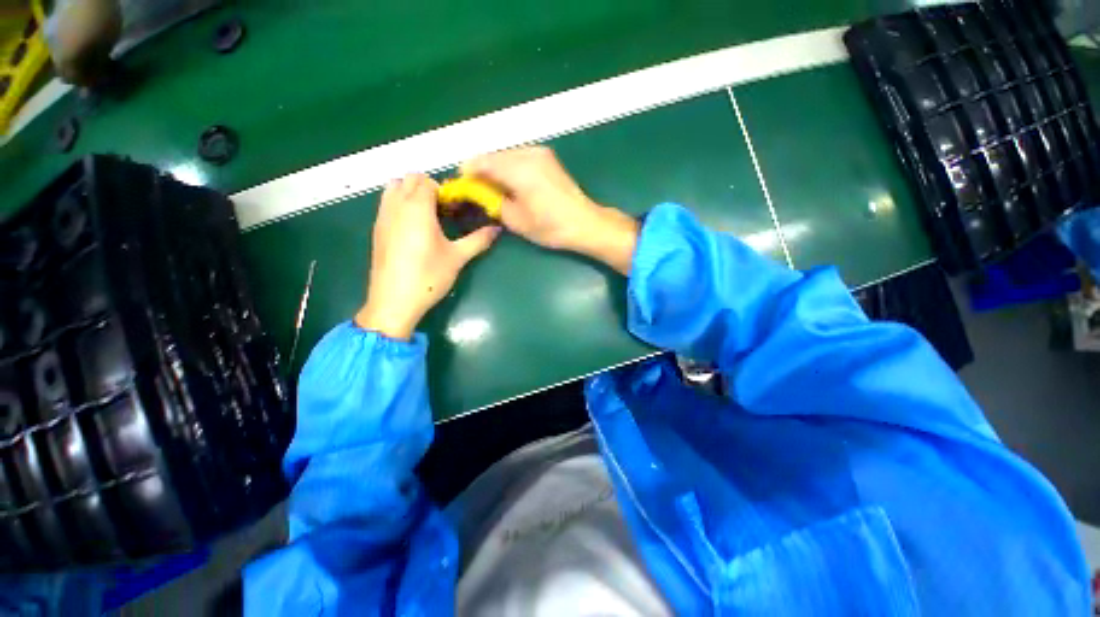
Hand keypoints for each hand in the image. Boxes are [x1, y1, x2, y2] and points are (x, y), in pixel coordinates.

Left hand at [355, 174, 499, 339]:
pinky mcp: (376, 229)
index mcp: (417, 208)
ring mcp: (382, 217)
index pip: (427, 181)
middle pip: (408, 179)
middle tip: (443, 210)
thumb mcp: (457, 258)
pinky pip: (386, 203)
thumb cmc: (429, 276)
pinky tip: (413, 230)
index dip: (443, 190)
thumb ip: (478, 240)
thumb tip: (497, 229)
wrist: (395, 301)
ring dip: (410, 192)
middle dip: (427, 187)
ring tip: (427, 216)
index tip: (454, 208)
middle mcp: (396, 205)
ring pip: (393, 188)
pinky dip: (399, 204)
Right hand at [462, 146, 639, 273]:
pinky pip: (519, 156)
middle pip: (494, 155)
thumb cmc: (550, 226)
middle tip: (477, 188)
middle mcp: (528, 153)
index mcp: (518, 169)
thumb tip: (481, 193)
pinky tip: (511, 183)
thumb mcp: (516, 220)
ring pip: (507, 154)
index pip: (482, 162)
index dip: (468, 171)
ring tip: (493, 187)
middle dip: (482, 169)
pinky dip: (510, 167)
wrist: (584, 223)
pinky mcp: (548, 157)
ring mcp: (540, 153)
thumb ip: (493, 202)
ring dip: (496, 167)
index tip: (461, 184)